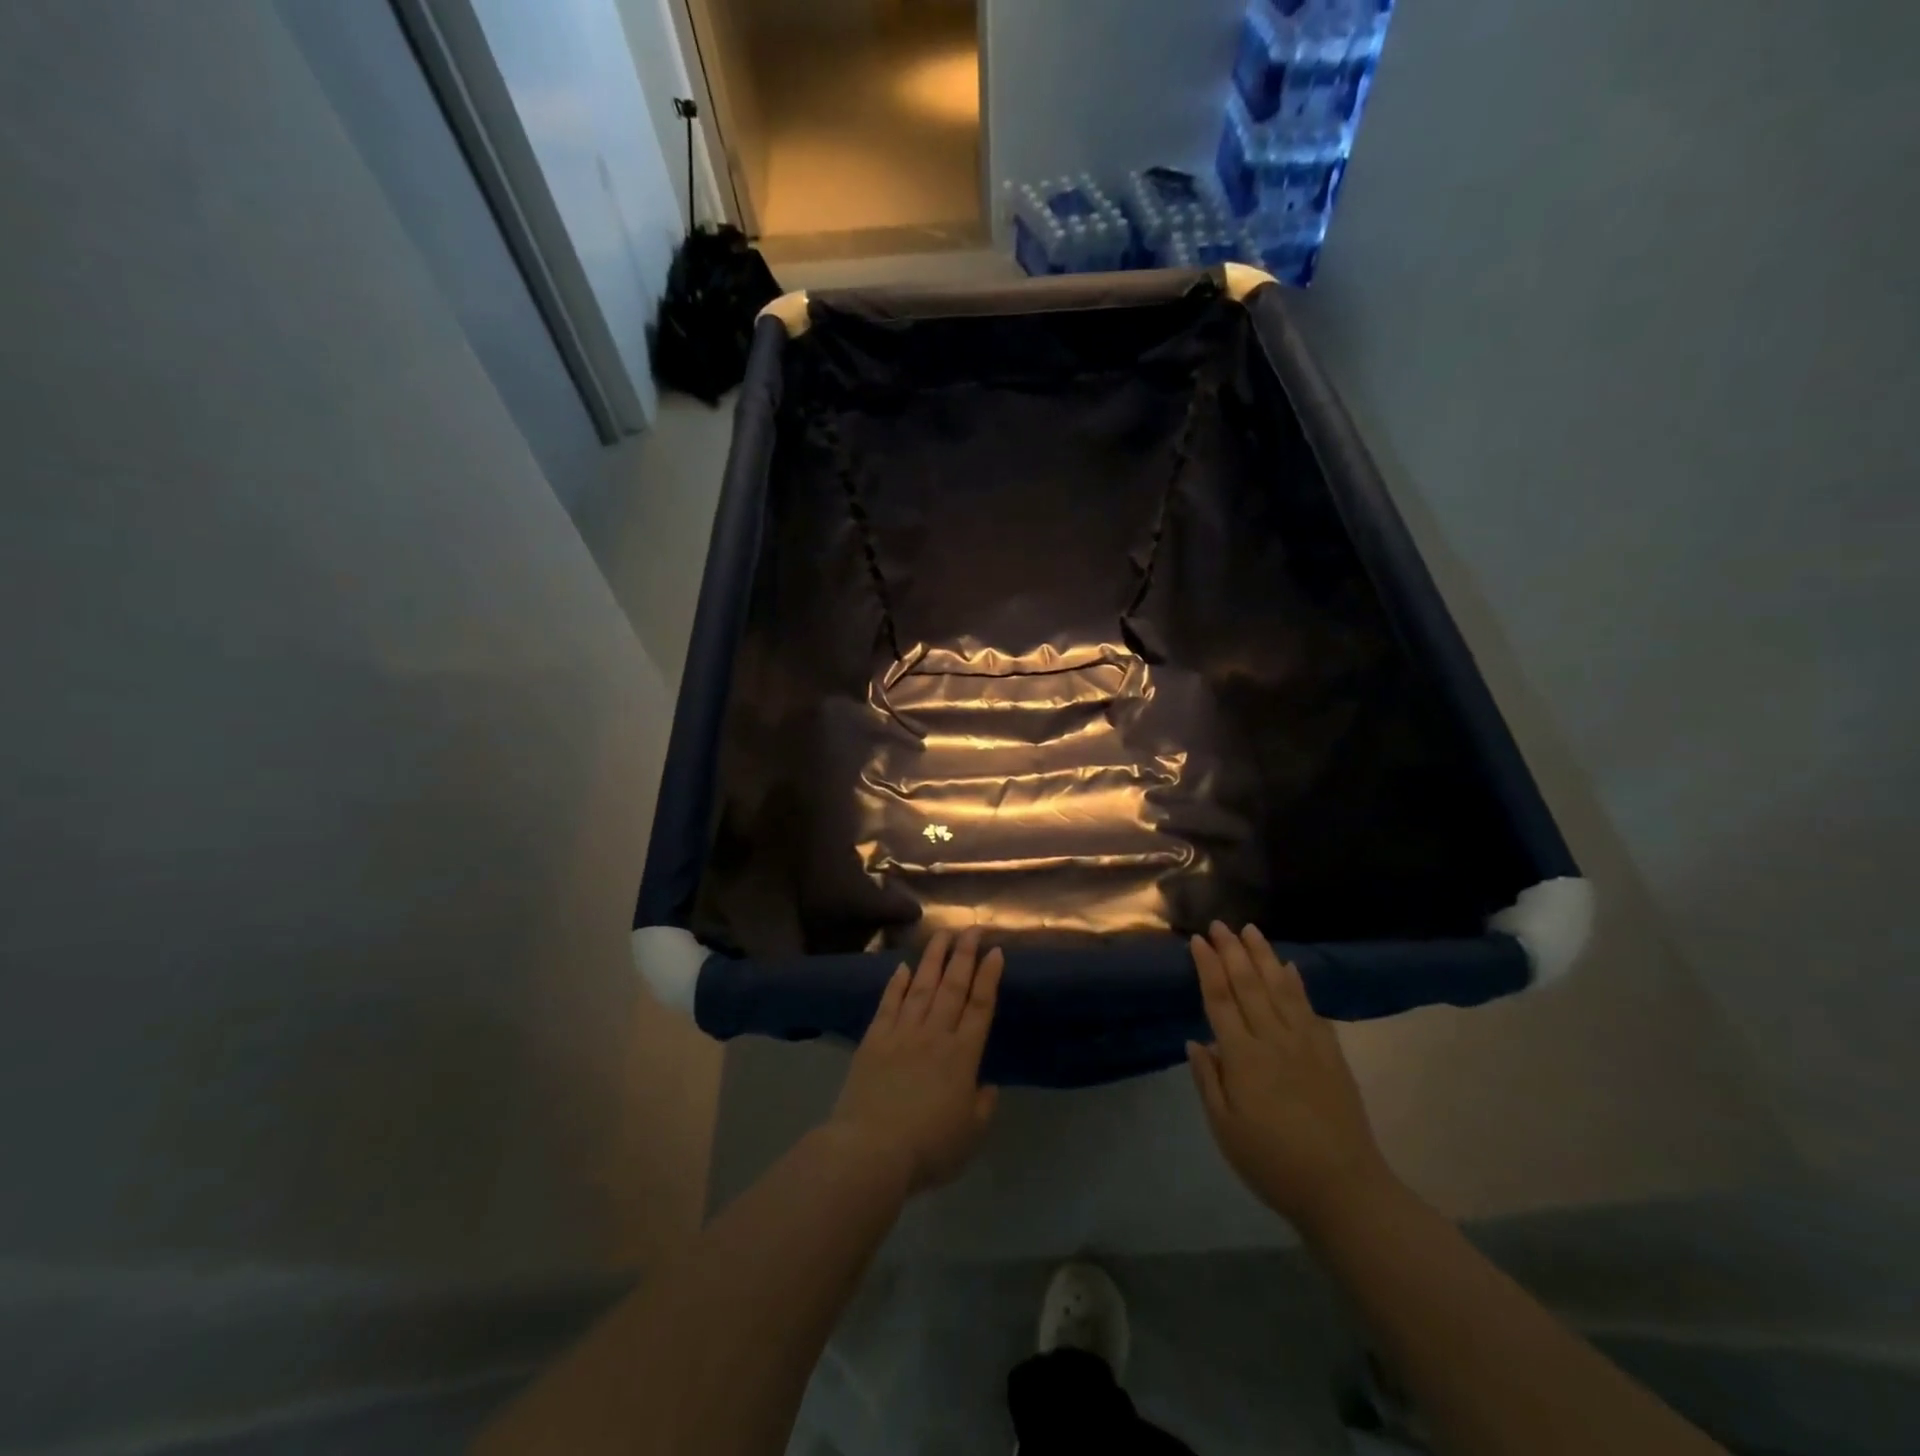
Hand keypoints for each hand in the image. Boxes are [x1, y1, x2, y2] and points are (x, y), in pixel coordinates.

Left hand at [830, 927, 1001, 1194]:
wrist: (871, 1151)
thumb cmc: (929, 1148)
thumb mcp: (971, 1135)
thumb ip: (983, 1106)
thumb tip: (987, 1084)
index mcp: (963, 1055)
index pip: (981, 1006)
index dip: (989, 977)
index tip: (996, 951)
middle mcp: (935, 1034)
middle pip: (953, 986)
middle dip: (965, 955)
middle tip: (972, 929)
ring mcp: (902, 1033)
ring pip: (922, 986)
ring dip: (933, 958)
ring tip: (942, 935)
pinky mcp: (874, 1039)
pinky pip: (889, 1003)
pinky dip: (897, 983)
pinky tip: (903, 967)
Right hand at [1187, 922, 1396, 1232]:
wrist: (1344, 1190)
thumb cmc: (1273, 1164)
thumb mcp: (1225, 1129)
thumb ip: (1208, 1081)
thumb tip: (1196, 1041)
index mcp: (1242, 1057)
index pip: (1220, 1000)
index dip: (1207, 968)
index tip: (1198, 940)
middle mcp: (1273, 1040)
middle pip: (1249, 985)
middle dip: (1232, 951)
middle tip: (1220, 924)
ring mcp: (1307, 1044)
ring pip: (1281, 989)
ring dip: (1264, 956)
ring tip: (1251, 930)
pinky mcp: (1332, 1055)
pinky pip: (1310, 1009)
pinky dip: (1298, 985)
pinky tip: (1291, 969)